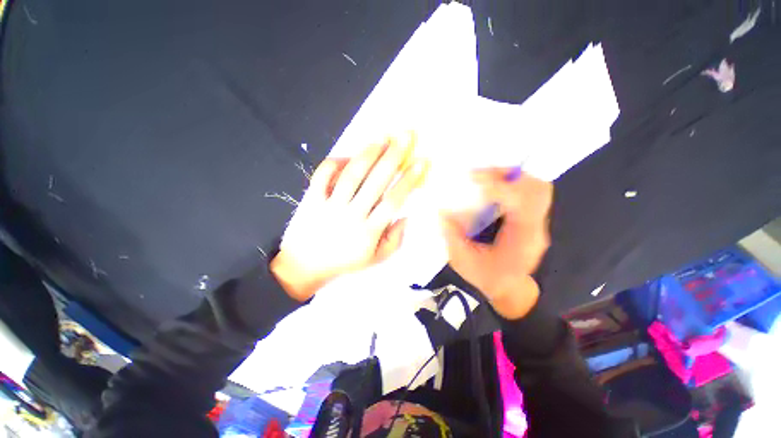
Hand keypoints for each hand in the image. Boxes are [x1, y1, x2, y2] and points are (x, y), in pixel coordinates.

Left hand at [271, 134, 428, 300]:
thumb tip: (406, 216)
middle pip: (375, 181)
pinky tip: (348, 155)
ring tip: (382, 137)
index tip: (421, 162)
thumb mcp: (375, 259)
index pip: (393, 201)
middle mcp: (351, 215)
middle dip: (393, 157)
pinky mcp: (311, 200)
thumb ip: (394, 240)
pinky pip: (322, 175)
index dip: (409, 180)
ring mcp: (329, 206)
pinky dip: (335, 162)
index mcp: (369, 231)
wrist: (303, 266)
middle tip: (405, 136)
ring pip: (351, 175)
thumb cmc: (343, 262)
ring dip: (368, 154)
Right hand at [440, 170, 552, 318]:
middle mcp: (536, 228)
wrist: (509, 289)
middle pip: (536, 189)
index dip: (500, 187)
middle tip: (479, 174)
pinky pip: (529, 192)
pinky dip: (512, 183)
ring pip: (536, 187)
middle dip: (507, 175)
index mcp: (521, 241)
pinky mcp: (532, 218)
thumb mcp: (463, 261)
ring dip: (511, 176)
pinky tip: (492, 186)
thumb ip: (452, 236)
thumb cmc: (486, 279)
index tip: (473, 180)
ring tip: (485, 177)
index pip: (522, 204)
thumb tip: (442, 211)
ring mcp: (537, 222)